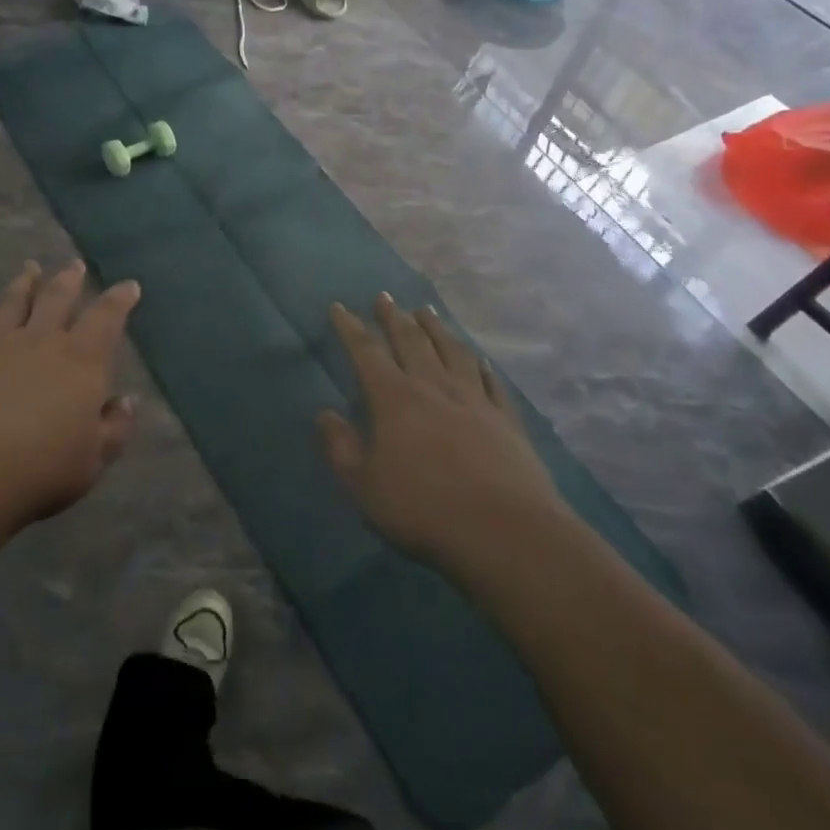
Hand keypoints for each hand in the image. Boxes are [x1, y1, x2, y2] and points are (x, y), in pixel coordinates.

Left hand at [0, 261, 139, 543]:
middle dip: (69, 279)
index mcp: (81, 361)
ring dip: (24, 283)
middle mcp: (42, 342)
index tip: (129, 286)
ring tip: (30, 268)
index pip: (106, 318)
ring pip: (14, 303)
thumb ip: (115, 427)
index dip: (119, 299)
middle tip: (74, 265)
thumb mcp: (94, 459)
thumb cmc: (43, 468)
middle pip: (57, 299)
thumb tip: (127, 401)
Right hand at [318, 296, 566, 568]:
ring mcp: (474, 400)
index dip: (350, 328)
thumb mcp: (364, 486)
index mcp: (394, 399)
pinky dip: (481, 365)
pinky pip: (491, 382)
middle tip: (384, 297)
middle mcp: (433, 387)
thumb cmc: (423, 508)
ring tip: (426, 311)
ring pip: (452, 351)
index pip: (366, 352)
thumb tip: (324, 414)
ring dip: (436, 328)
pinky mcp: (506, 420)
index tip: (339, 306)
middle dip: (393, 317)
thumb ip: (341, 448)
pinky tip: (479, 358)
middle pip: (411, 341)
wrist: (505, 532)